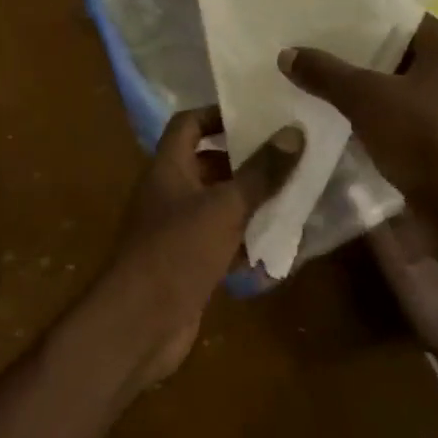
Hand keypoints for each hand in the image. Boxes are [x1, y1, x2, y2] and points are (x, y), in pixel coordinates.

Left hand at [98, 108, 303, 389]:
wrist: (140, 322)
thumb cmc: (177, 251)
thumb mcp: (224, 207)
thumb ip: (260, 173)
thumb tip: (294, 133)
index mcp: (167, 168)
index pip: (188, 124)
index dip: (218, 115)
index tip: (258, 116)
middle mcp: (169, 194)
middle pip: (207, 166)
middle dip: (247, 163)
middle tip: (290, 159)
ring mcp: (177, 231)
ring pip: (218, 207)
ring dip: (251, 204)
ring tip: (297, 198)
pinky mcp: (188, 264)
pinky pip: (222, 243)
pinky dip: (246, 243)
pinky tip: (281, 247)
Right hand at [281, 15, 437, 247]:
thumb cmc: (425, 140)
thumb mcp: (366, 100)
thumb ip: (326, 74)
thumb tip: (287, 53)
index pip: (399, 18)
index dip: (359, 19)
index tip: (320, 25)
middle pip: (400, 54)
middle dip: (358, 58)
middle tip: (313, 57)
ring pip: (405, 89)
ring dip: (370, 92)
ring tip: (324, 91)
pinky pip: (412, 120)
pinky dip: (385, 120)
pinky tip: (353, 127)